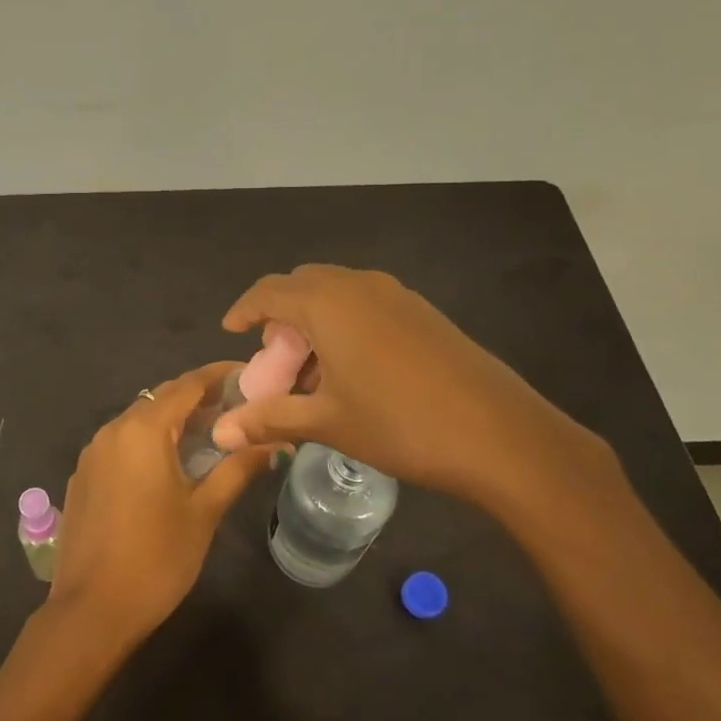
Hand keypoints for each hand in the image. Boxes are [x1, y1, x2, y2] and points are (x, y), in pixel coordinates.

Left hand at [50, 363, 279, 649]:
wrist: (91, 611)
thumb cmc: (156, 558)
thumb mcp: (204, 511)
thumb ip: (237, 469)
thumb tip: (275, 443)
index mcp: (142, 429)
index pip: (186, 385)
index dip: (218, 375)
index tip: (249, 374)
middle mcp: (113, 429)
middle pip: (161, 398)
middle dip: (198, 398)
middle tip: (237, 407)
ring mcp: (93, 452)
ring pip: (139, 420)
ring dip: (173, 421)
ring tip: (210, 434)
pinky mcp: (84, 475)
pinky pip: (122, 443)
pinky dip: (149, 441)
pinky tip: (170, 464)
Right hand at [212, 265, 610, 508]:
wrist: (500, 435)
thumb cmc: (399, 424)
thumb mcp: (326, 422)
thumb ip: (269, 419)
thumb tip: (220, 433)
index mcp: (326, 303)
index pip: (269, 292)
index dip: (244, 309)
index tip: (230, 331)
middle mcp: (358, 285)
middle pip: (302, 287)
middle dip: (280, 318)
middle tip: (275, 361)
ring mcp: (396, 295)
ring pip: (337, 294)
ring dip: (314, 323)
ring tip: (313, 373)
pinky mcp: (423, 312)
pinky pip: (367, 305)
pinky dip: (345, 326)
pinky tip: (354, 372)